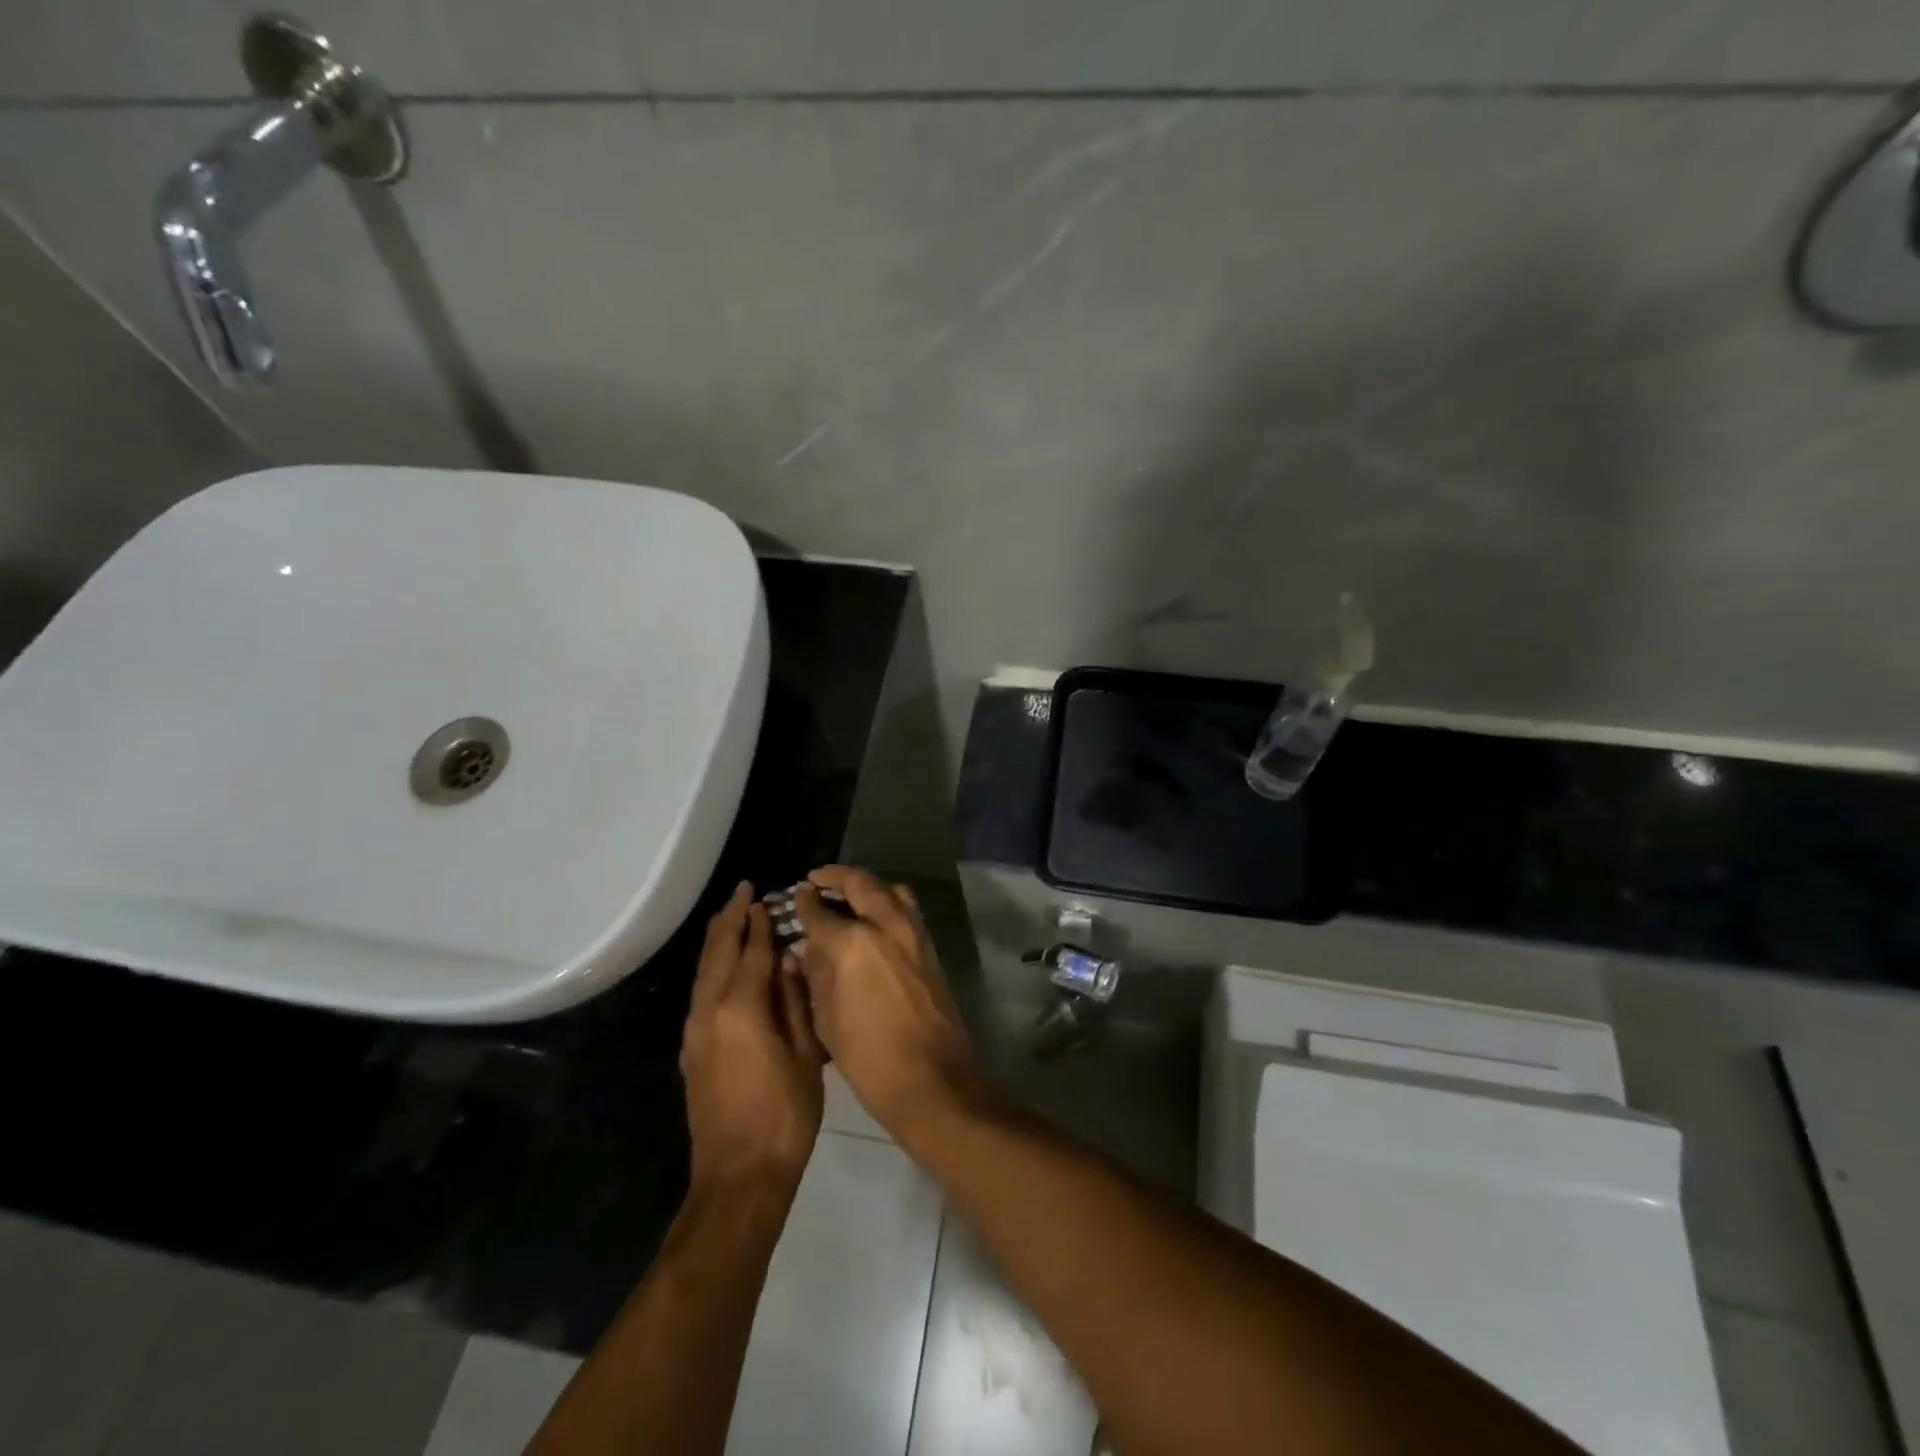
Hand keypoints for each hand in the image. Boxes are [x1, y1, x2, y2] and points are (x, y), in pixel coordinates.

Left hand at [681, 882, 825, 1199]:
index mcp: (742, 1008)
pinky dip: (712, 967)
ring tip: (730, 916)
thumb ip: (794, 1002)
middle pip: (718, 952)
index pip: (752, 952)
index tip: (764, 896)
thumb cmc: (784, 1114)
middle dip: (729, 919)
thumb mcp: (805, 1055)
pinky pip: (700, 992)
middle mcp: (710, 1011)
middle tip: (741, 890)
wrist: (739, 1176)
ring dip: (717, 940)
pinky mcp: (692, 1051)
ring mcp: (695, 1032)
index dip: (760, 923)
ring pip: (703, 972)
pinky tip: (723, 965)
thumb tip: (789, 961)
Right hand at [793, 866, 980, 1140]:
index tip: (795, 894)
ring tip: (844, 893)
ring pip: (889, 889)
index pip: (821, 912)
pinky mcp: (929, 945)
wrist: (931, 1077)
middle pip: (860, 883)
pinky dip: (885, 900)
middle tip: (816, 879)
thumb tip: (807, 948)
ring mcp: (913, 932)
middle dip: (836, 877)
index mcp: (854, 942)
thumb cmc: (868, 1056)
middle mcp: (887, 925)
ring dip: (865, 884)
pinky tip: (870, 916)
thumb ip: (816, 974)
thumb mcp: (827, 1018)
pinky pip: (905, 907)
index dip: (804, 903)